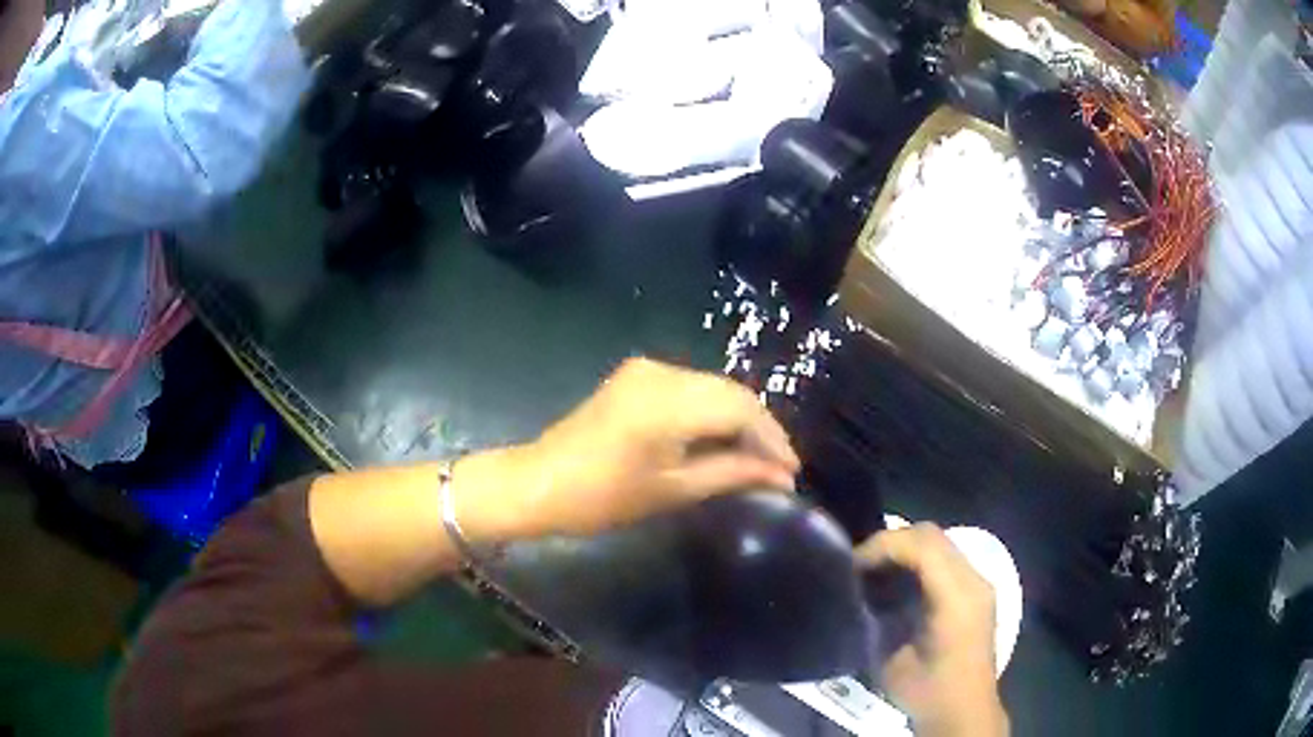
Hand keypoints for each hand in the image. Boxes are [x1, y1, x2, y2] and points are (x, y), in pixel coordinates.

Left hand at [464, 358, 799, 539]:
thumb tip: (782, 477)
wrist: (540, 483)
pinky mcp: (637, 375)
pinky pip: (691, 388)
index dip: (772, 439)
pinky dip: (712, 412)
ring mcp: (647, 369)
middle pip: (731, 393)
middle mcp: (662, 373)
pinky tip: (723, 439)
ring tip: (757, 457)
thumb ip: (733, 474)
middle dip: (760, 429)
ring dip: (739, 419)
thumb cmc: (603, 497)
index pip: (741, 410)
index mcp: (669, 402)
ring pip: (713, 388)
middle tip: (779, 467)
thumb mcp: (674, 490)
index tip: (792, 471)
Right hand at [856, 524, 1008, 736]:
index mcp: (956, 596)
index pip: (922, 544)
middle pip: (932, 535)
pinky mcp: (977, 593)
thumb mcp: (892, 659)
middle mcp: (974, 580)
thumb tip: (862, 593)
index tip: (852, 564)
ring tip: (876, 572)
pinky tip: (899, 584)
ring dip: (905, 551)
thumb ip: (880, 618)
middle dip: (891, 543)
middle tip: (860, 565)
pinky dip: (919, 562)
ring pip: (940, 544)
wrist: (963, 711)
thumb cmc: (926, 691)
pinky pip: (947, 561)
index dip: (883, 546)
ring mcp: (979, 584)